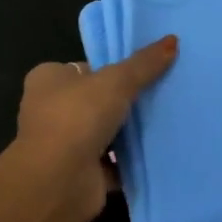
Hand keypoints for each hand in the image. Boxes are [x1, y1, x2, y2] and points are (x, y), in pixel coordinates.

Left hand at [10, 36, 177, 221]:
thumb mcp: (116, 81)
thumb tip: (173, 40)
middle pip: (96, 100)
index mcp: (48, 80)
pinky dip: (132, 160)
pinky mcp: (80, 174)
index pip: (85, 68)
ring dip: (129, 132)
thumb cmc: (77, 117)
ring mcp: (64, 144)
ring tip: (168, 120)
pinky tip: (161, 152)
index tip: (144, 70)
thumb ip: (143, 64)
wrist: (58, 181)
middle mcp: (50, 110)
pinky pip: (113, 162)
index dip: (111, 69)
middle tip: (163, 94)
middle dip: (124, 102)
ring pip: (105, 132)